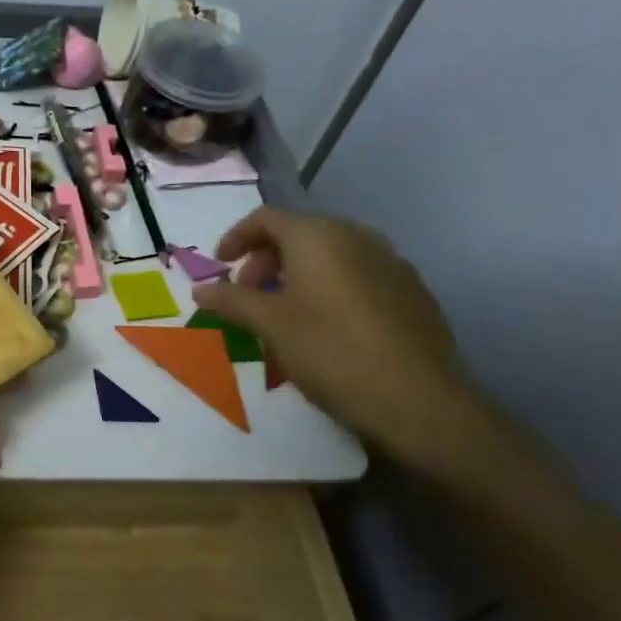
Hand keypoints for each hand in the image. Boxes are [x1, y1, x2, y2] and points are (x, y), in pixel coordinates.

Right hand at [192, 207, 486, 465]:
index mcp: (319, 236)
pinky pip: (358, 275)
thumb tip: (200, 289)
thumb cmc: (331, 351)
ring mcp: (391, 263)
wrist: (419, 401)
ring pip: (331, 255)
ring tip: (283, 313)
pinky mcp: (413, 293)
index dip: (235, 238)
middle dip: (265, 260)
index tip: (219, 267)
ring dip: (297, 275)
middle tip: (248, 296)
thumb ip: (231, 300)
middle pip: (299, 234)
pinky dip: (330, 288)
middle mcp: (358, 238)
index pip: (265, 219)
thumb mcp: (269, 325)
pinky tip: (326, 327)